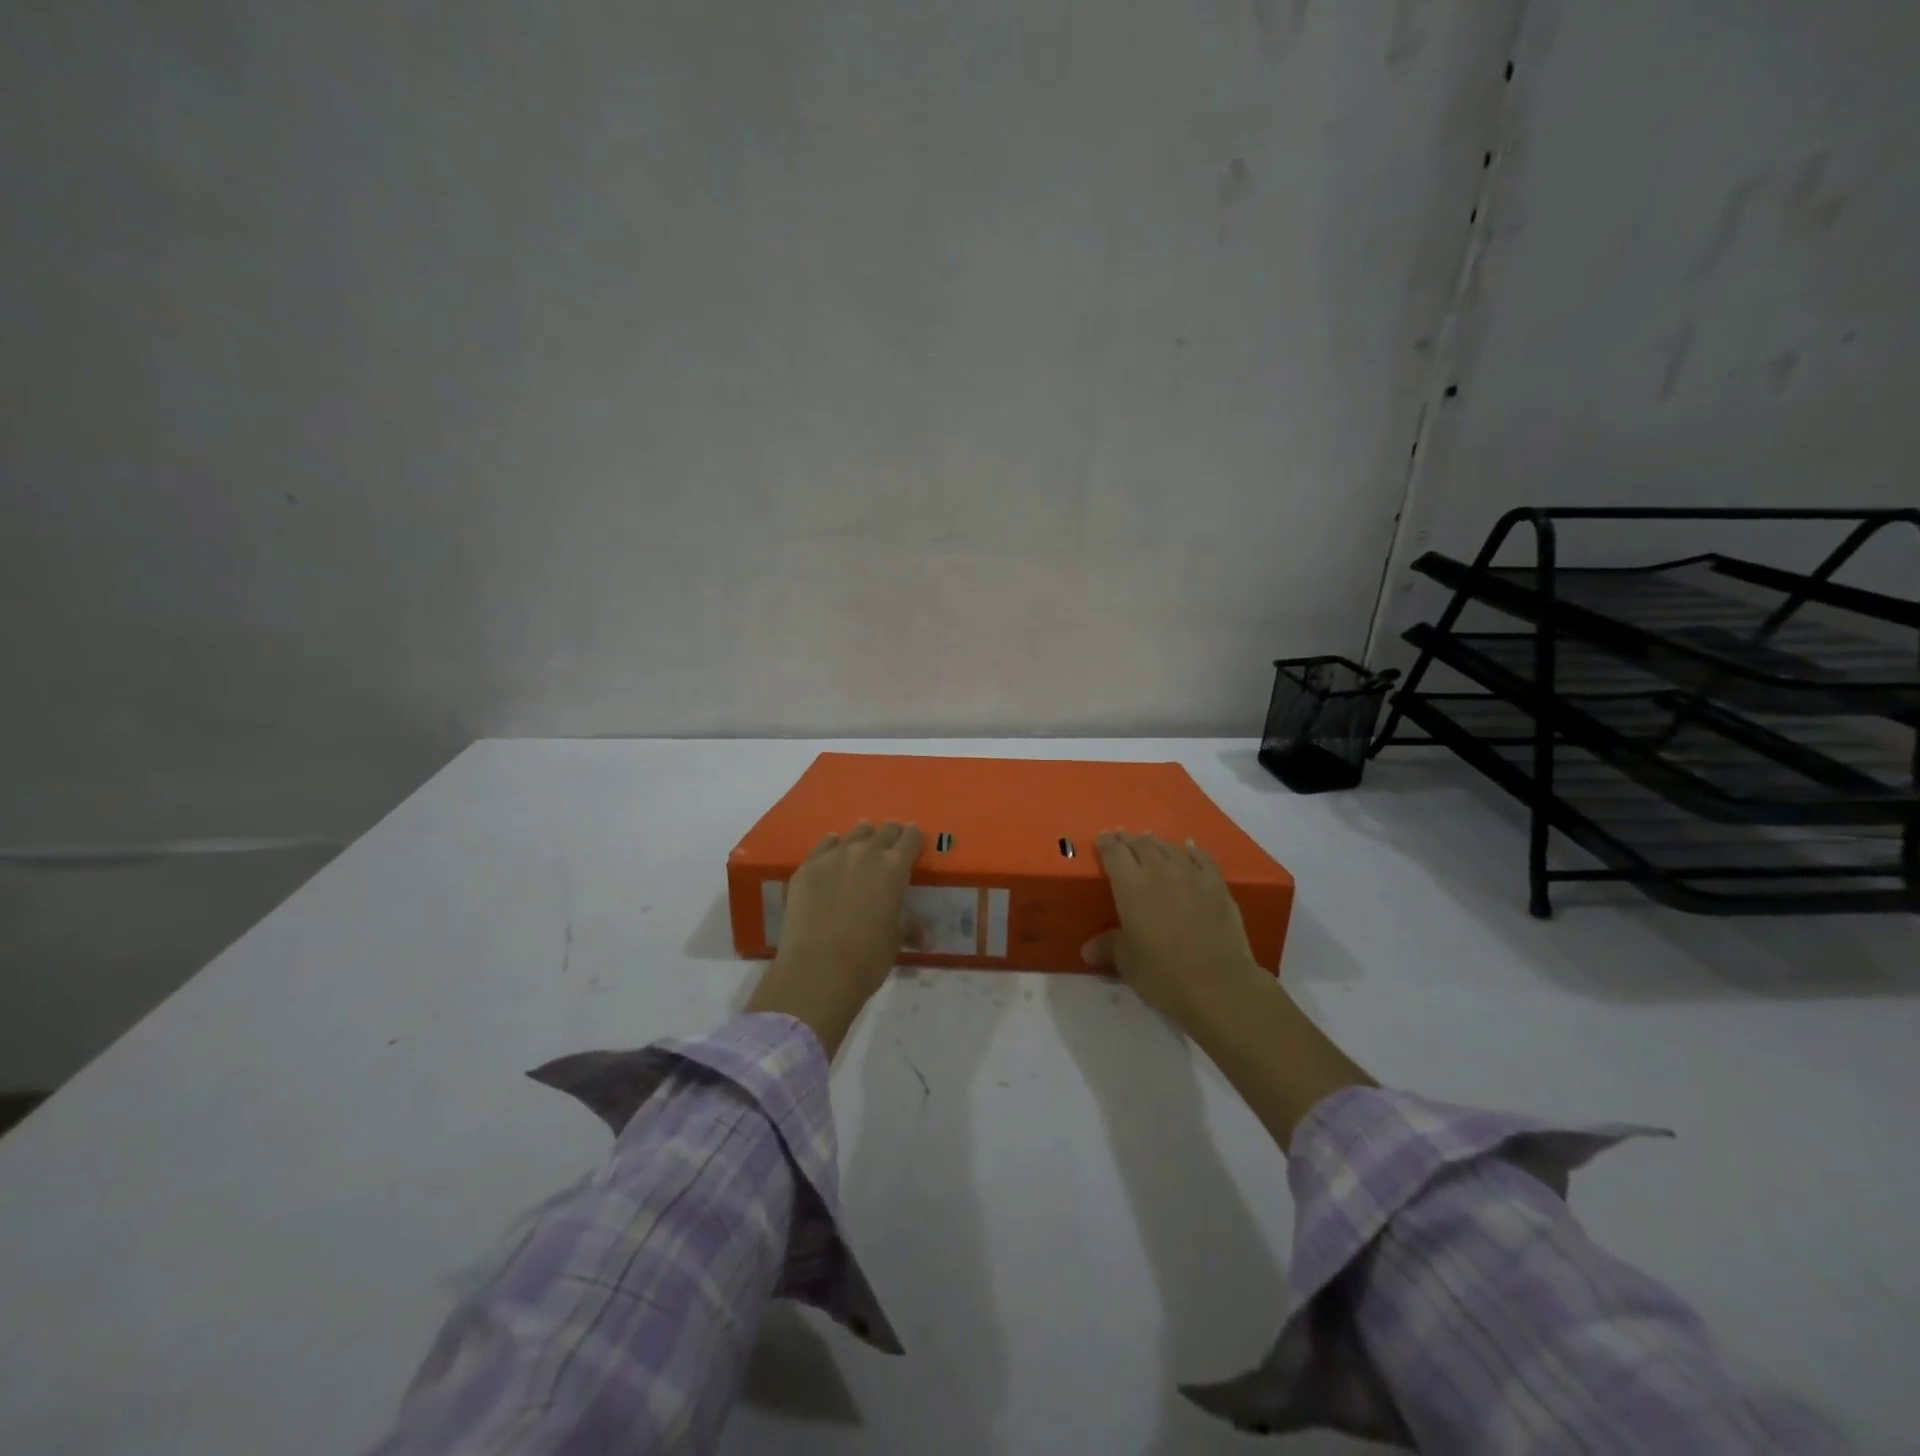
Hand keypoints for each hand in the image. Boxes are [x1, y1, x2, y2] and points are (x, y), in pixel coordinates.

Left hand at [744, 821, 922, 1057]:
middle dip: (889, 832)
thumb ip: (908, 927)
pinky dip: (831, 844)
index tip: (914, 833)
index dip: (914, 836)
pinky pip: (823, 846)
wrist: (818, 969)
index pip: (910, 841)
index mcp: (894, 869)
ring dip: (862, 834)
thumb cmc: (868, 957)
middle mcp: (865, 854)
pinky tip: (832, 844)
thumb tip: (924, 937)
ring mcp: (832, 858)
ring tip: (864, 831)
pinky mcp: (807, 868)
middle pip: (881, 833)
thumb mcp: (896, 940)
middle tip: (892, 830)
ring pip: (852, 836)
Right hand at [1081, 831, 1266, 1031]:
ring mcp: (1192, 876)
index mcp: (1131, 886)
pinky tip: (1189, 847)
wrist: (1219, 985)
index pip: (1114, 854)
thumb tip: (1089, 949)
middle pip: (1141, 845)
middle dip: (1129, 839)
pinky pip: (1202, 859)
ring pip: (1170, 848)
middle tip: (1121, 836)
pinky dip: (1192, 850)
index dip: (1106, 843)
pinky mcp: (1217, 887)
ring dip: (1156, 843)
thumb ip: (1109, 947)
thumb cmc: (1163, 974)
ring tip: (1149, 840)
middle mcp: (1160, 872)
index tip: (1101, 837)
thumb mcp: (1127, 963)